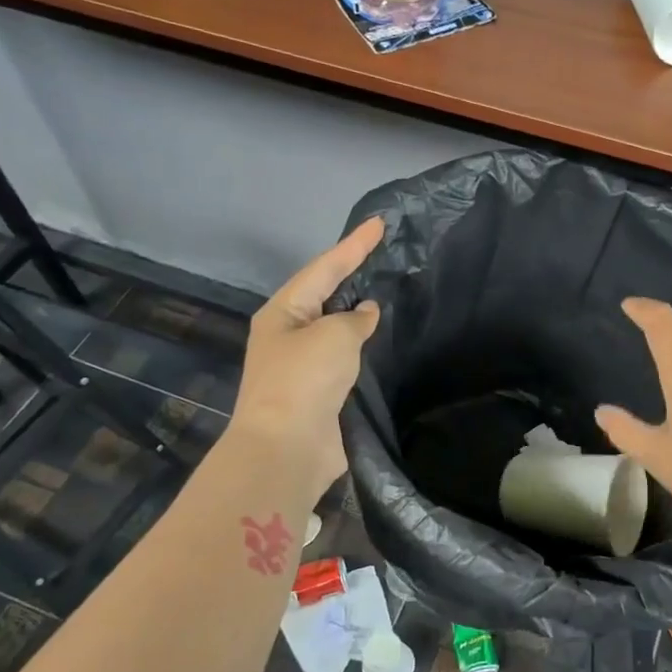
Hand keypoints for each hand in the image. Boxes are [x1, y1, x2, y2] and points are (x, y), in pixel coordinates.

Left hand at [222, 217, 383, 497]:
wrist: (287, 448)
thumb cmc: (305, 380)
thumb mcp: (334, 336)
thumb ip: (355, 318)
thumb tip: (365, 314)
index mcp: (283, 312)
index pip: (324, 268)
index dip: (353, 245)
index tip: (379, 223)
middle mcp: (288, 334)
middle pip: (325, 294)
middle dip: (352, 274)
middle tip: (383, 253)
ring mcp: (302, 365)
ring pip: (335, 328)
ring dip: (358, 312)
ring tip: (388, 291)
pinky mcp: (319, 392)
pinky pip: (344, 358)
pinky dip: (362, 346)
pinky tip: (382, 340)